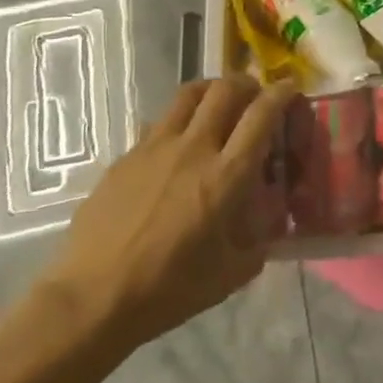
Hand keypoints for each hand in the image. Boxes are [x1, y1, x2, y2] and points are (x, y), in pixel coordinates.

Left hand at [39, 76, 296, 361]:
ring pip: (190, 94)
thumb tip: (269, 227)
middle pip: (226, 89)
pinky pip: (160, 121)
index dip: (281, 93)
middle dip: (248, 84)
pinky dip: (180, 121)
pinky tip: (178, 146)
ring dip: (212, 91)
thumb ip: (258, 243)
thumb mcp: (231, 274)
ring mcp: (156, 147)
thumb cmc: (169, 289)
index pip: (262, 114)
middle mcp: (195, 149)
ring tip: (218, 104)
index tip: (290, 89)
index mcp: (227, 176)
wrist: (92, 298)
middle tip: (254, 96)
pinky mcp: (127, 156)